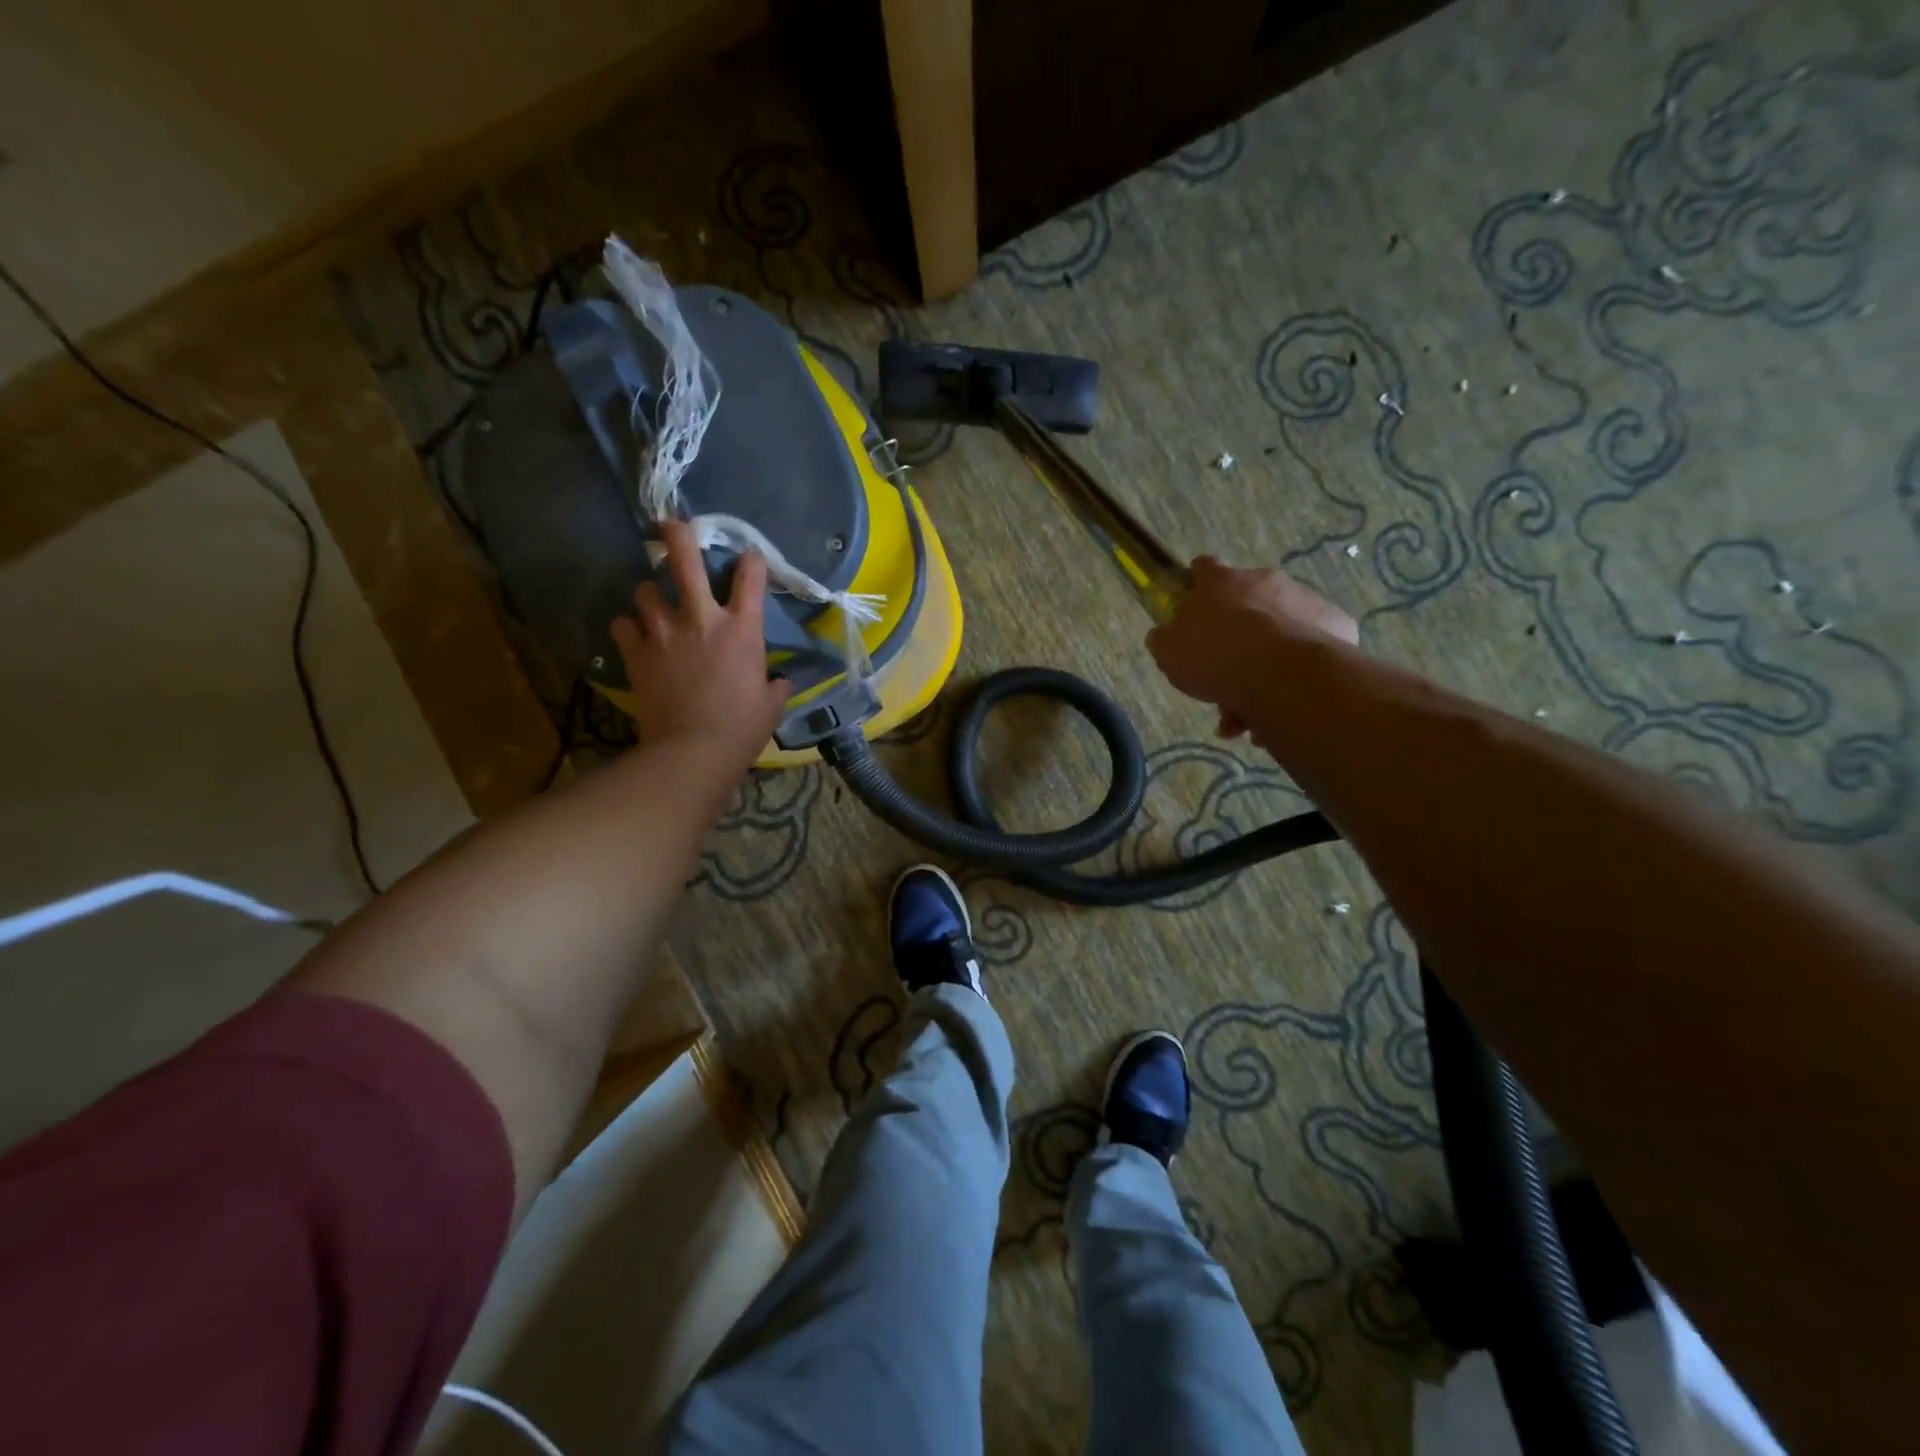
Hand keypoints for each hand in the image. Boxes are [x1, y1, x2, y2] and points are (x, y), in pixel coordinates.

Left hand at [611, 520, 791, 759]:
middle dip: (678, 536)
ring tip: (654, 603)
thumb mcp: (771, 705)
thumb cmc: (742, 728)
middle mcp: (701, 619)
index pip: (751, 579)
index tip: (749, 556)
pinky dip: (629, 627)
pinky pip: (623, 625)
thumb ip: (774, 685)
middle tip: (671, 524)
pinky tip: (635, 636)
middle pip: (685, 562)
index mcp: (743, 629)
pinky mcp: (637, 653)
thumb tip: (777, 681)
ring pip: (646, 591)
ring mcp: (664, 632)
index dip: (751, 561)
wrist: (693, 750)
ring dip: (651, 594)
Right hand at [1147, 556, 1357, 737]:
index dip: (1198, 584)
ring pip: (1278, 630)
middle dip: (1237, 635)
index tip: (1196, 604)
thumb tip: (1164, 635)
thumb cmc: (1213, 657)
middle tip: (1225, 675)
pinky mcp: (1335, 623)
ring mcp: (1303, 599)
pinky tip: (1285, 699)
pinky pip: (1310, 646)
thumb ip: (1166, 639)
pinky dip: (1297, 668)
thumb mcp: (1169, 652)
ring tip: (1252, 710)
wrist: (1278, 673)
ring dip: (1264, 661)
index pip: (1203, 567)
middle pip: (1246, 603)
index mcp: (1219, 582)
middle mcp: (1263, 580)